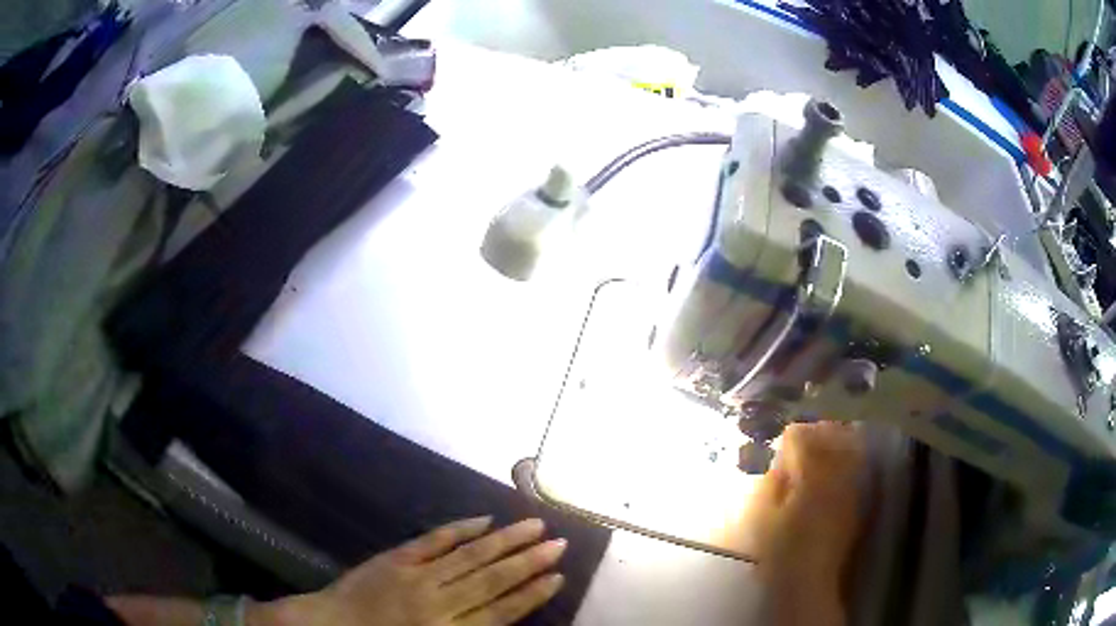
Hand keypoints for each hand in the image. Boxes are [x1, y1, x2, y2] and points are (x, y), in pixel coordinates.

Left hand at [262, 517, 565, 625]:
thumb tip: (502, 615)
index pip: (501, 612)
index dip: (532, 594)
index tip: (558, 576)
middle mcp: (438, 603)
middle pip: (492, 579)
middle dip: (529, 561)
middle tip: (559, 542)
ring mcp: (416, 576)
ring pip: (470, 555)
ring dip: (505, 540)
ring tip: (535, 525)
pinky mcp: (396, 558)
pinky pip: (433, 540)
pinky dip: (460, 529)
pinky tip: (483, 520)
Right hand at [744, 421, 865, 581]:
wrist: (808, 581)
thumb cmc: (778, 551)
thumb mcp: (762, 518)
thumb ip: (772, 485)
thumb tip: (780, 465)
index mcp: (810, 479)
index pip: (803, 440)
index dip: (791, 436)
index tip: (781, 438)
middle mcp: (835, 477)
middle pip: (830, 438)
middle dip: (814, 432)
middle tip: (799, 437)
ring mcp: (849, 488)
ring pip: (846, 449)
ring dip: (832, 441)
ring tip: (819, 445)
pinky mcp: (854, 501)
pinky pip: (853, 467)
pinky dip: (843, 458)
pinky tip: (831, 467)